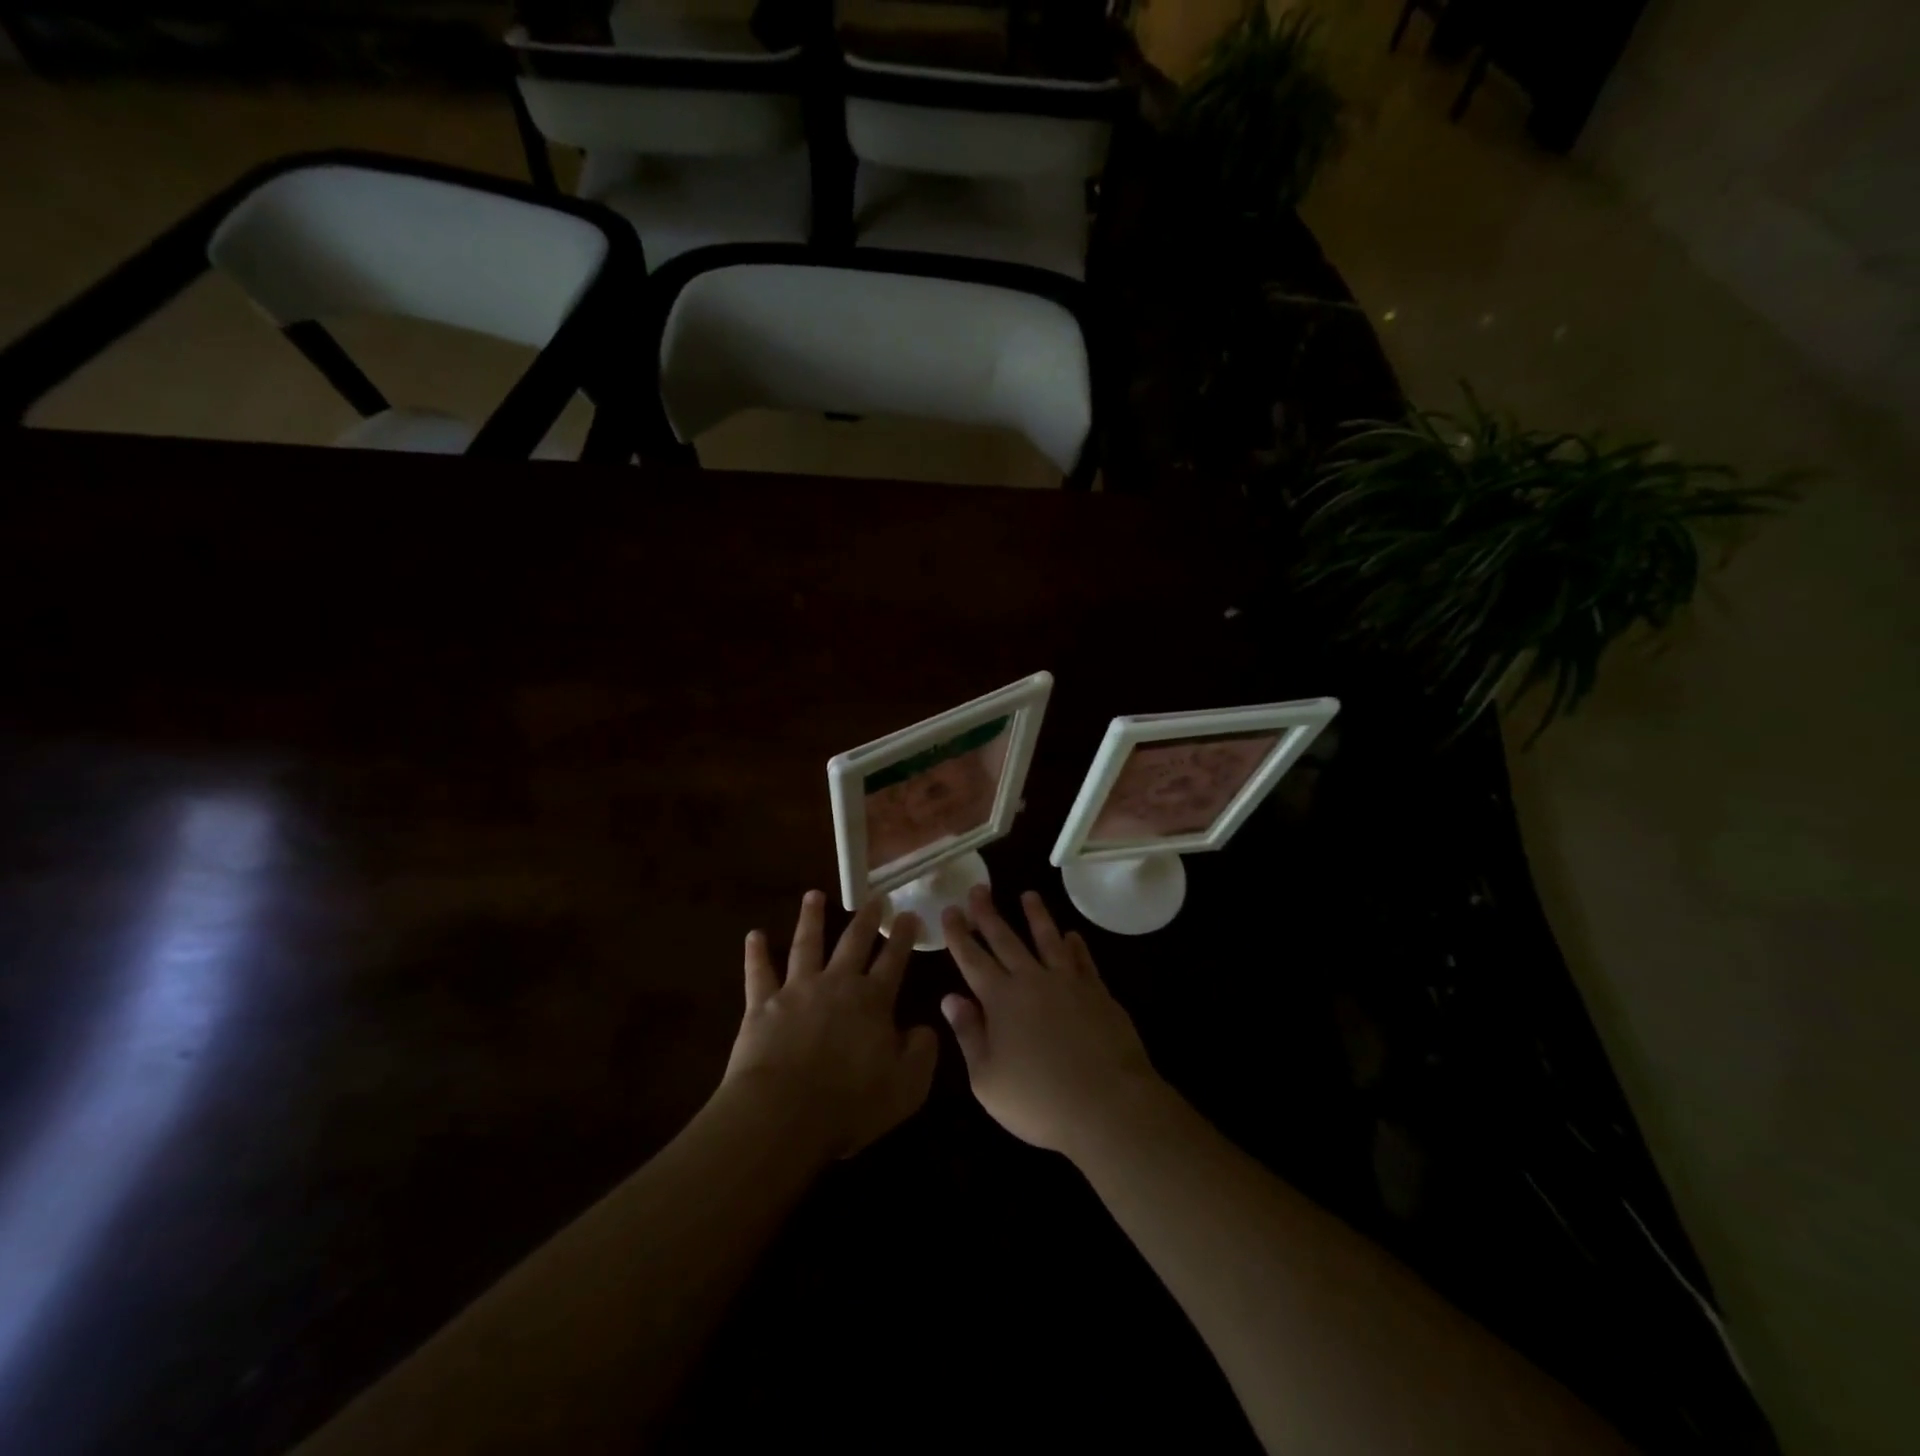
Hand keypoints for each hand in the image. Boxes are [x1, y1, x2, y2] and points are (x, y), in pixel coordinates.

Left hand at [724, 891, 938, 1159]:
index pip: (894, 960)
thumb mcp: (907, 1086)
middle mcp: (837, 984)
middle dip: (866, 919)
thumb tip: (925, 1028)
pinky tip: (753, 935)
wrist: (783, 1113)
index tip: (909, 914)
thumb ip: (922, 1053)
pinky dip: (755, 954)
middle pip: (854, 943)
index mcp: (873, 1001)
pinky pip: (759, 974)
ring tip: (813, 895)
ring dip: (810, 918)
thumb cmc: (850, 1103)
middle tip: (874, 898)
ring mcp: (797, 990)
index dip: (903, 936)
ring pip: (806, 945)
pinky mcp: (762, 1006)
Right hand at [941, 887, 1162, 1156]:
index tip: (950, 910)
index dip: (958, 934)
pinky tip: (1072, 935)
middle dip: (988, 913)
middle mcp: (1032, 980)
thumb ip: (968, 1034)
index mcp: (1000, 1000)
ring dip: (1036, 915)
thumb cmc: (1039, 1100)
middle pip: (1005, 939)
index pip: (972, 958)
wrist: (1107, 1105)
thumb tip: (950, 998)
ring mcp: (1068, 982)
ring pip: (1047, 939)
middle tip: (979, 888)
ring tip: (1028, 895)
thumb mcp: (987, 1079)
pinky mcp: (1098, 993)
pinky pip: (1082, 960)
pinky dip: (1075, 945)